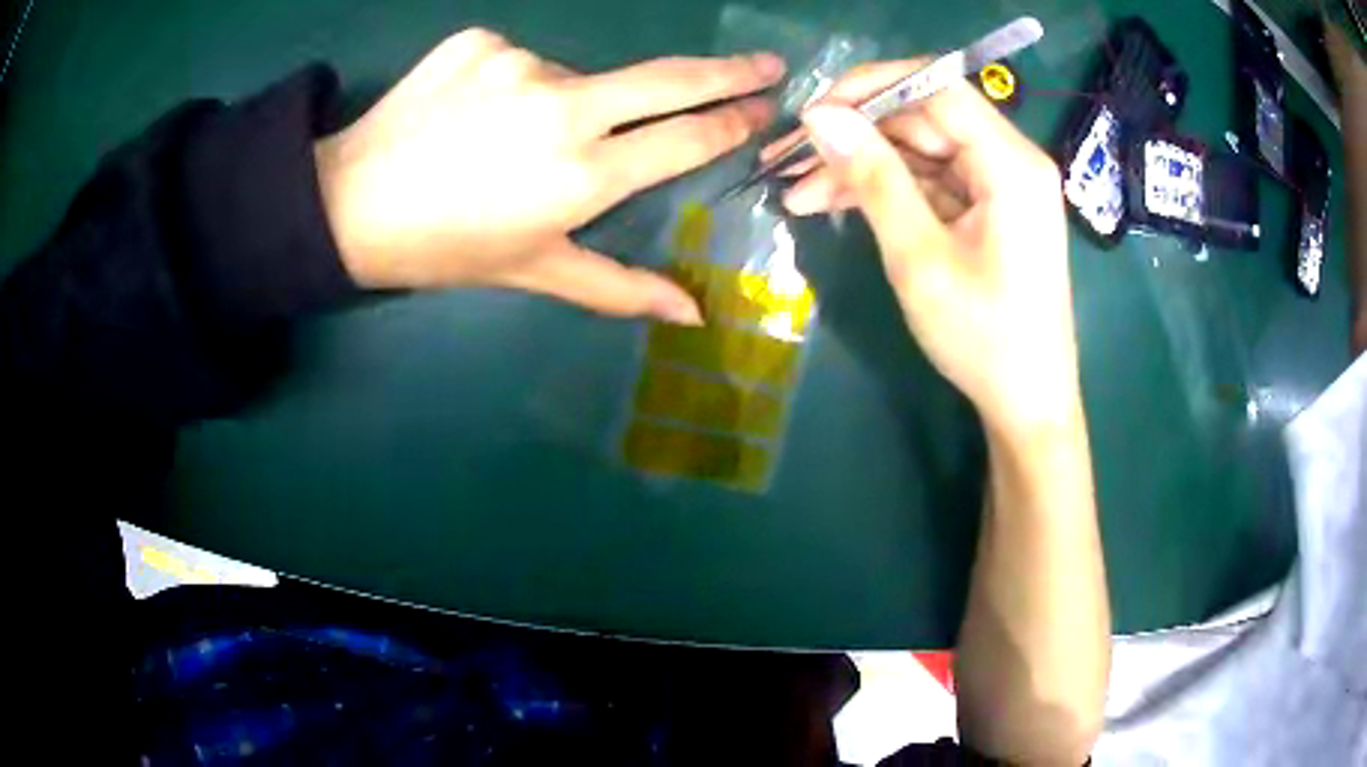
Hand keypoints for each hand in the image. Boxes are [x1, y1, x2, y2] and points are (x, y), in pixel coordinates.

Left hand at [314, 28, 784, 322]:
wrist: (347, 203)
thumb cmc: (443, 248)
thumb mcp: (532, 271)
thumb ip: (619, 288)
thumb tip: (693, 312)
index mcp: (581, 174)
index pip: (685, 137)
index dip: (733, 121)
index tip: (766, 107)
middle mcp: (563, 107)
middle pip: (668, 80)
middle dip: (728, 71)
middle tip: (767, 64)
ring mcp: (519, 63)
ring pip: (577, 78)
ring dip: (568, 103)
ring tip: (511, 140)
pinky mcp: (480, 41)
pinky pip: (522, 61)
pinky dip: (517, 85)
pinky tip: (476, 114)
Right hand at [776, 62, 1081, 435]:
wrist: (1027, 403)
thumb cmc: (983, 338)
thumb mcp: (919, 257)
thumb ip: (873, 178)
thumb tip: (820, 116)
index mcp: (1011, 163)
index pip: (936, 86)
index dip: (870, 88)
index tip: (812, 113)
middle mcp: (1011, 160)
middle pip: (923, 117)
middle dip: (854, 133)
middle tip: (786, 159)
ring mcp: (999, 185)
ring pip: (920, 150)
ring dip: (860, 166)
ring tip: (796, 191)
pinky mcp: (988, 209)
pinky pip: (930, 181)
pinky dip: (885, 190)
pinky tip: (834, 202)